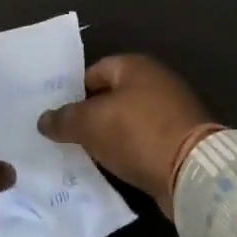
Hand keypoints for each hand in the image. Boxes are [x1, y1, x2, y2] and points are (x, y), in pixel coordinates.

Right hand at [37, 54, 217, 217]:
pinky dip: (127, 152)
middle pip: (111, 97)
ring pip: (126, 121)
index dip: (72, 92)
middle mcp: (155, 81)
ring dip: (108, 137)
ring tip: (83, 155)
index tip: (56, 116)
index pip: (93, 72)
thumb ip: (64, 119)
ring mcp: (171, 111)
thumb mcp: (90, 124)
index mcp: (135, 66)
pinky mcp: (180, 139)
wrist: (193, 170)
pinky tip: (111, 167)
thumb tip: (44, 119)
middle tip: (64, 137)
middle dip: (89, 116)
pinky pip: (143, 142)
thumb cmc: (137, 133)